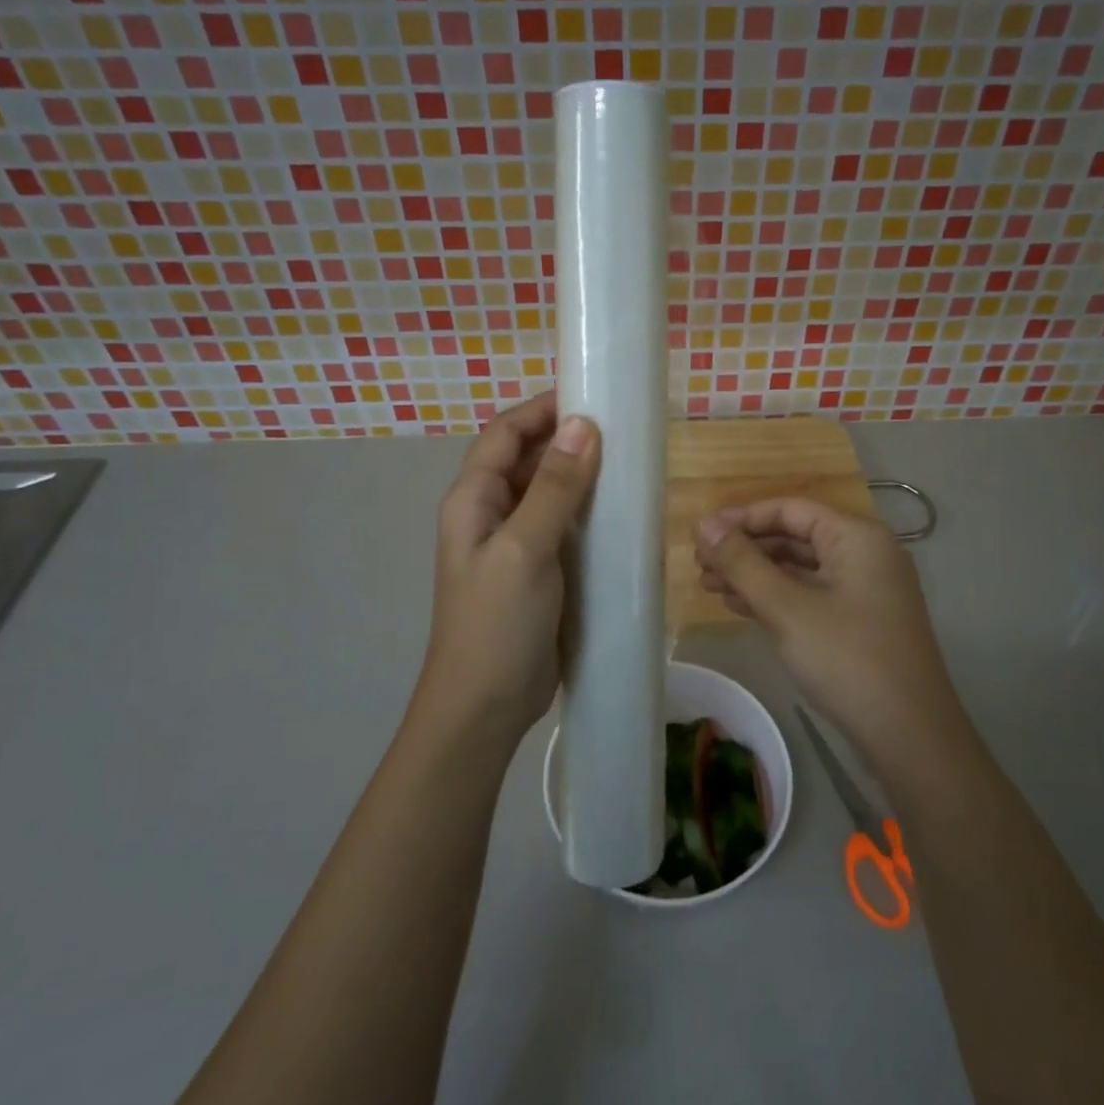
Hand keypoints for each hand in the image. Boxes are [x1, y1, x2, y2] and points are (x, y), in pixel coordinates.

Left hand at [414, 392, 600, 752]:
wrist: (485, 707)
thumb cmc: (496, 624)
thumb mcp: (524, 550)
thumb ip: (554, 489)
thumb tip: (583, 425)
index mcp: (473, 499)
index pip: (505, 434)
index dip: (542, 410)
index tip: (592, 396)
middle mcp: (490, 514)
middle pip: (528, 459)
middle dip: (568, 440)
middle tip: (623, 431)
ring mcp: (515, 544)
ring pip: (549, 493)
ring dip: (582, 477)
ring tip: (630, 465)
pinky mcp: (539, 571)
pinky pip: (564, 528)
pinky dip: (588, 513)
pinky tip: (622, 513)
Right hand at [696, 499, 961, 765]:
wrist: (909, 735)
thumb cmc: (846, 658)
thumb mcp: (787, 607)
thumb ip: (742, 562)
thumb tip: (705, 524)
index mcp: (856, 536)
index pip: (789, 510)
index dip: (741, 519)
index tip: (700, 535)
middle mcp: (864, 554)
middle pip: (794, 537)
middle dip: (744, 549)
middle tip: (699, 565)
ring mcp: (864, 590)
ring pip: (799, 569)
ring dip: (754, 575)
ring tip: (708, 586)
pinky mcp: (859, 621)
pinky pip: (809, 595)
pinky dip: (775, 598)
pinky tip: (738, 606)